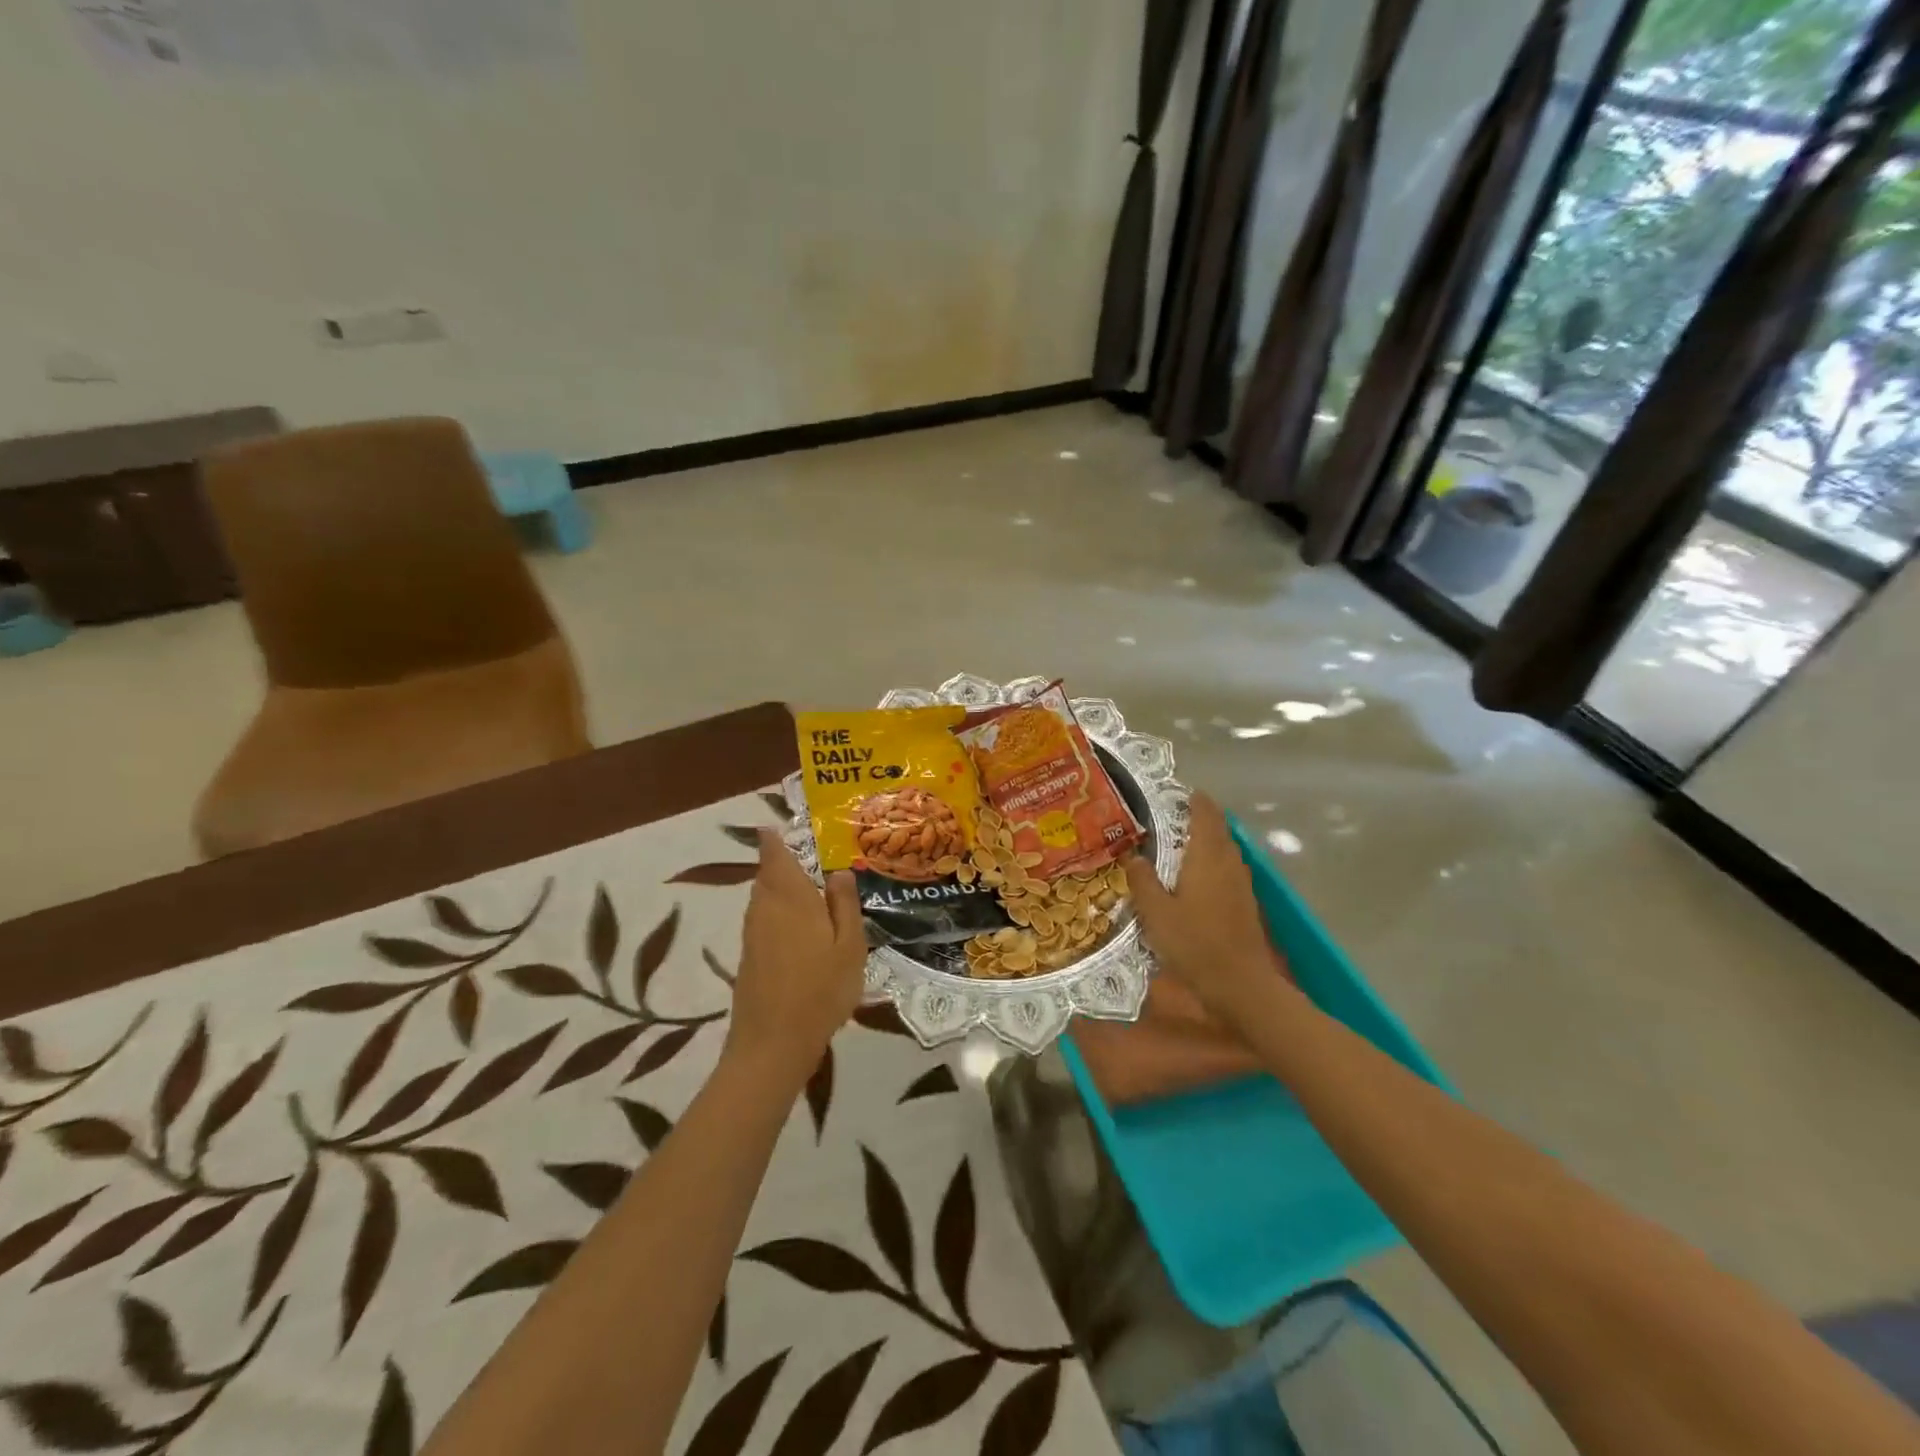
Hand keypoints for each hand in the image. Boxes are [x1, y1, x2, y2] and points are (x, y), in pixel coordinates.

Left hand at [725, 830, 867, 1089]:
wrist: (772, 1044)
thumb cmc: (820, 990)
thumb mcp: (850, 946)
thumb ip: (844, 905)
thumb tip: (838, 871)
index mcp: (790, 898)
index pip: (774, 856)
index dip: (771, 838)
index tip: (772, 825)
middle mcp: (765, 908)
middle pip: (767, 875)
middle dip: (779, 862)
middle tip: (801, 854)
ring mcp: (753, 934)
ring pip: (763, 897)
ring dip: (778, 887)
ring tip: (804, 887)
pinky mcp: (749, 957)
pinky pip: (763, 918)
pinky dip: (776, 911)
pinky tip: (797, 926)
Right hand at [1125, 793, 1292, 1034]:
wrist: (1241, 985)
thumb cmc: (1195, 943)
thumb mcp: (1156, 913)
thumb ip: (1143, 881)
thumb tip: (1133, 855)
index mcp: (1207, 857)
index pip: (1206, 814)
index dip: (1195, 800)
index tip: (1179, 792)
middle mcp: (1228, 863)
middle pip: (1218, 830)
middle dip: (1199, 819)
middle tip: (1169, 817)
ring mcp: (1241, 884)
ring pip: (1224, 851)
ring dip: (1206, 842)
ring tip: (1178, 844)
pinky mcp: (1244, 904)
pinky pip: (1227, 870)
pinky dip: (1211, 864)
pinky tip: (1193, 879)